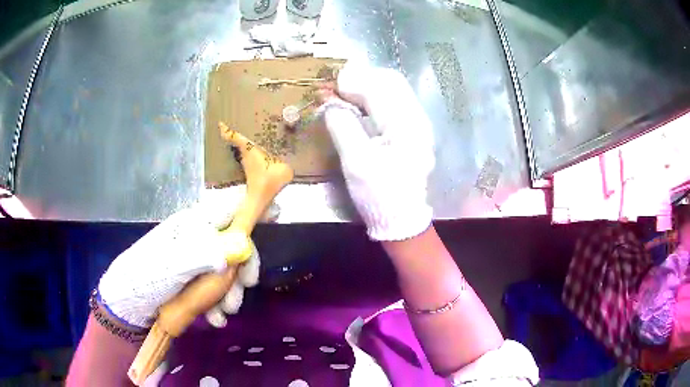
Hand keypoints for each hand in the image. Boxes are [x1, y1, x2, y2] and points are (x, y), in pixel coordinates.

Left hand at [98, 189, 260, 327]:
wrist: (128, 304)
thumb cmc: (146, 278)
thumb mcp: (172, 266)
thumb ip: (205, 253)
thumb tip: (241, 245)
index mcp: (193, 225)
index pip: (229, 207)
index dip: (253, 207)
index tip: (276, 214)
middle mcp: (198, 238)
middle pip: (234, 242)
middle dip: (242, 267)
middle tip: (245, 288)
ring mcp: (197, 260)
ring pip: (227, 269)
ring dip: (229, 291)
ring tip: (224, 313)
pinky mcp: (195, 279)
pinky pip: (216, 286)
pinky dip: (218, 303)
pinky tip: (213, 318)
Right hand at [317, 65, 434, 240]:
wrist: (402, 219)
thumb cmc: (378, 194)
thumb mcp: (355, 162)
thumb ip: (342, 126)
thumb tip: (329, 103)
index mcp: (404, 125)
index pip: (378, 88)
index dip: (351, 82)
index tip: (330, 87)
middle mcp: (417, 118)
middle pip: (392, 80)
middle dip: (363, 78)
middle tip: (339, 89)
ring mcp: (419, 123)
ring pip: (396, 89)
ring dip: (370, 86)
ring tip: (347, 95)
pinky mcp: (415, 131)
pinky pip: (397, 102)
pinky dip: (377, 98)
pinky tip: (362, 107)